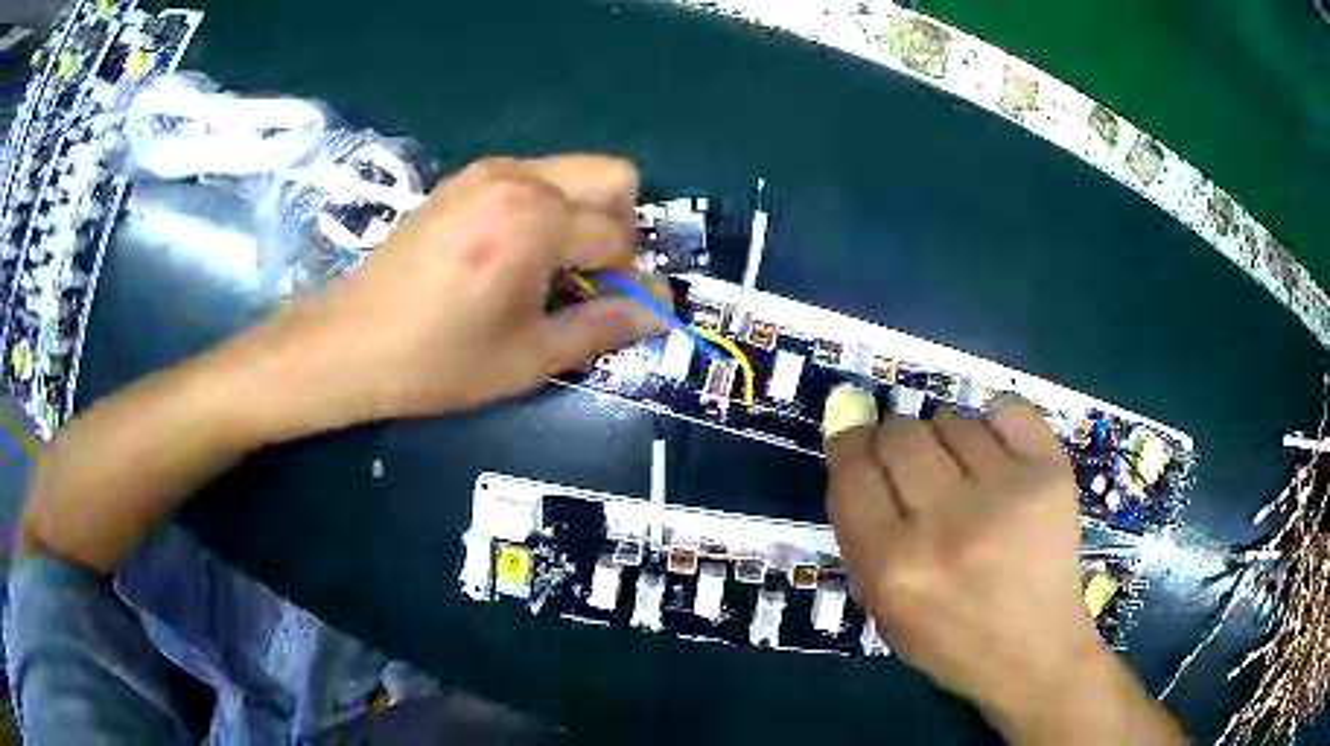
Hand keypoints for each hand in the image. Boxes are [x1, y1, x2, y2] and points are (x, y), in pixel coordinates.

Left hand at [273, 155, 664, 426]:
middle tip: (591, 278)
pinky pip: (533, 177)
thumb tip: (661, 310)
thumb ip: (603, 327)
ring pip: (573, 171)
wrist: (348, 344)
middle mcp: (518, 178)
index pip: (619, 237)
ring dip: (583, 216)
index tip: (619, 313)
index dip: (632, 279)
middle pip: (612, 176)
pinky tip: (513, 254)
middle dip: (621, 227)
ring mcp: (486, 172)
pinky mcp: (463, 180)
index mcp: (536, 221)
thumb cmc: (437, 362)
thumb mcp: (528, 358)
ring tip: (550, 270)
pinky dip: (546, 208)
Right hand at [823, 389, 1182, 742]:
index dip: (854, 438)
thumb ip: (863, 520)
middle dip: (905, 441)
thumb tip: (854, 428)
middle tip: (927, 473)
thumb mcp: (884, 601)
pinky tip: (1005, 463)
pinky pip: (1007, 409)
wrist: (1038, 652)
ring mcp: (1009, 493)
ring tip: (974, 480)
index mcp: (896, 565)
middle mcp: (948, 523)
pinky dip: (998, 426)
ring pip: (955, 415)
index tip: (859, 426)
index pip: (855, 465)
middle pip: (904, 431)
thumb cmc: (952, 638)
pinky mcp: (1054, 473)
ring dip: (955, 439)